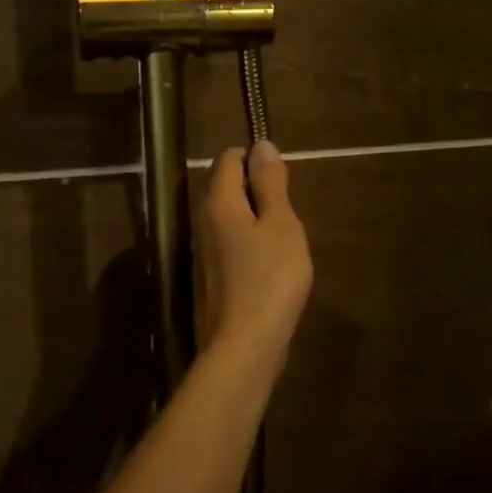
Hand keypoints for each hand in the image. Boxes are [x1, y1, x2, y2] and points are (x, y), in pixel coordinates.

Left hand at [198, 141, 312, 365]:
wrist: (244, 346)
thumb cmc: (270, 278)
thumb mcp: (281, 225)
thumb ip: (271, 185)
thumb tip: (261, 146)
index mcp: (218, 202)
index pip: (228, 159)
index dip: (255, 159)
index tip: (283, 179)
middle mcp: (202, 222)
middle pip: (226, 189)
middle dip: (257, 191)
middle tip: (289, 212)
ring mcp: (203, 253)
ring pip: (229, 220)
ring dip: (255, 221)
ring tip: (285, 239)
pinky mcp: (210, 280)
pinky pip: (230, 247)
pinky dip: (250, 247)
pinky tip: (271, 267)